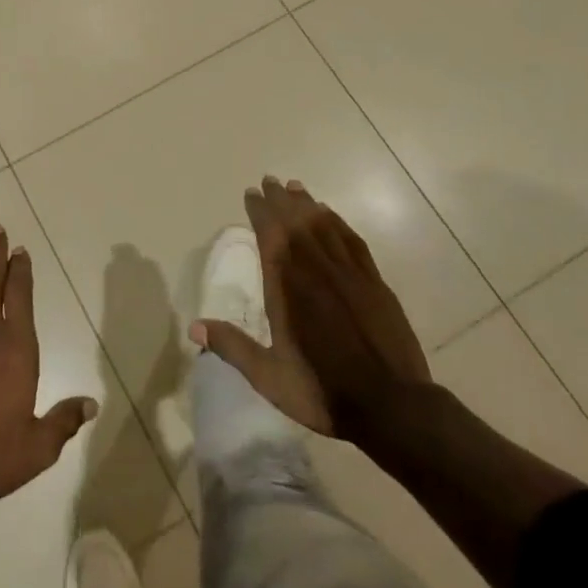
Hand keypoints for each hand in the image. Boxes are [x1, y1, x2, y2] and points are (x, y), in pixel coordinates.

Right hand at [195, 178, 430, 444]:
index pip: (271, 236)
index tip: (251, 194)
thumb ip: (233, 348)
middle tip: (269, 180)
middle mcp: (317, 270)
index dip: (260, 212)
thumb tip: (194, 326)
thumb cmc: (324, 391)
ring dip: (307, 204)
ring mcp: (350, 273)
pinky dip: (337, 222)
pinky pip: (351, 240)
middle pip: (296, 223)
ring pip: (324, 226)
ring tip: (295, 187)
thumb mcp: (271, 377)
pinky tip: (330, 215)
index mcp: (289, 289)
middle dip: (281, 200)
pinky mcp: (374, 282)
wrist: (393, 406)